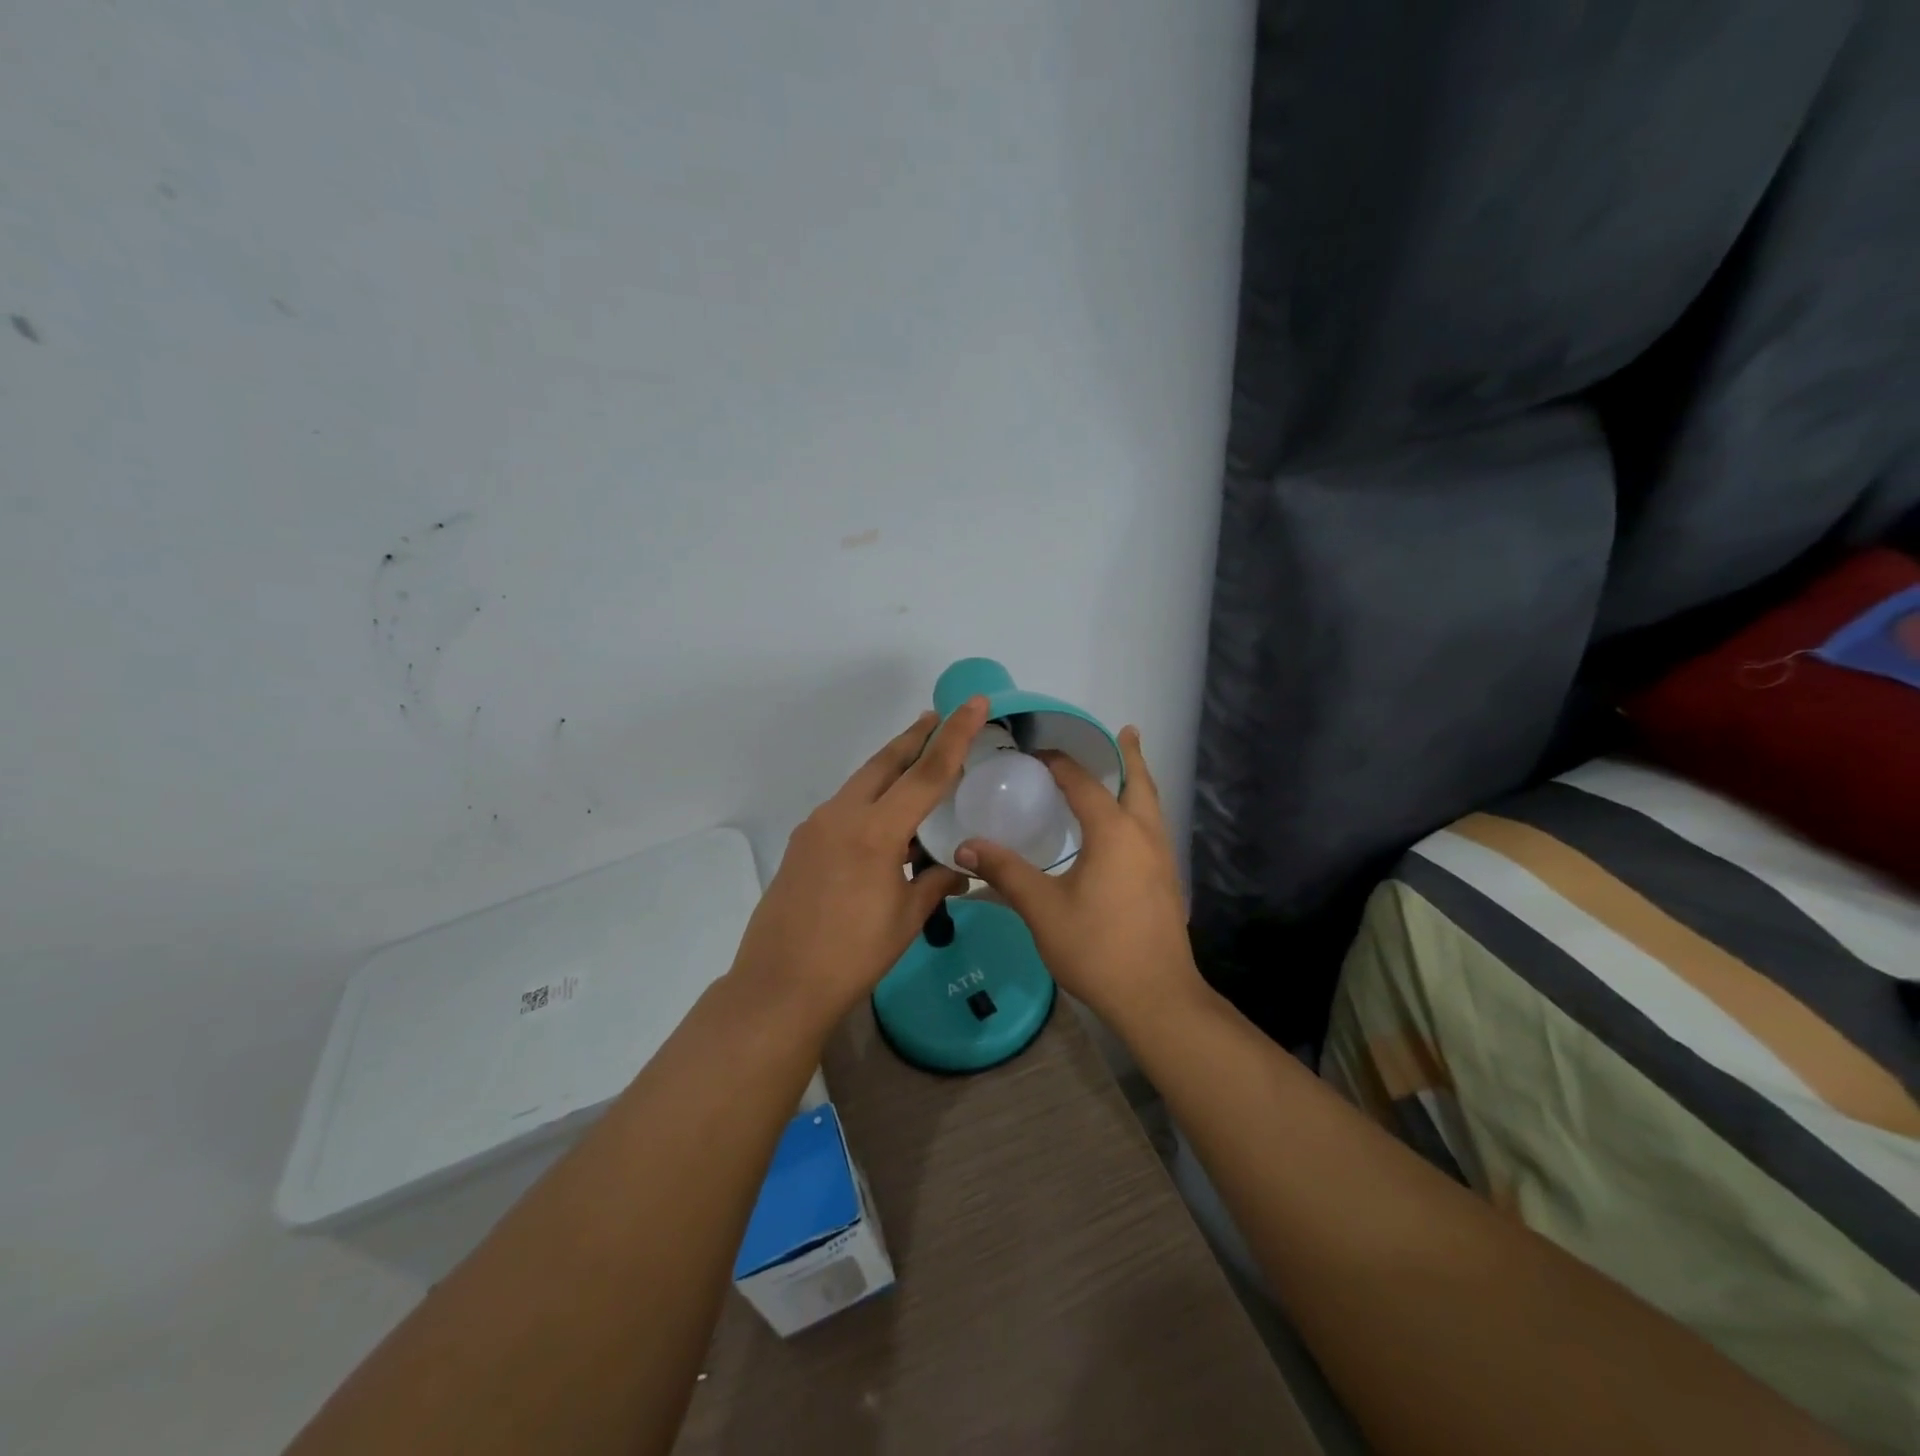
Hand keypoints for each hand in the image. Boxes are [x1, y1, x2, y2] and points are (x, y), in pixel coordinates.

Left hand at [728, 698, 988, 1035]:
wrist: (779, 985)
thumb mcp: (906, 918)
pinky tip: (885, 821)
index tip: (974, 702)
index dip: (955, 735)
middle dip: (915, 737)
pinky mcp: (802, 843)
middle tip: (938, 717)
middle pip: (885, 762)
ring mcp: (816, 827)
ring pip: (862, 782)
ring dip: (891, 768)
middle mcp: (842, 815)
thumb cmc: (853, 955)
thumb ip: (936, 883)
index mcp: (876, 831)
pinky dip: (871, 799)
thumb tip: (957, 869)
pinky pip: (845, 807)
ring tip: (917, 763)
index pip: (927, 772)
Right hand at [955, 727, 1203, 1033]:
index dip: (1059, 762)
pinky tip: (1124, 830)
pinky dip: (1142, 810)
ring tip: (1124, 771)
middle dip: (1129, 755)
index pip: (1083, 782)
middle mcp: (1144, 835)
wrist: (1157, 997)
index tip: (1035, 752)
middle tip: (1123, 732)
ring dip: (1139, 782)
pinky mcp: (1167, 881)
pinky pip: (1154, 828)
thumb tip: (965, 847)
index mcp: (1114, 832)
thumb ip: (1005, 873)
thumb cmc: (1097, 948)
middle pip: (1139, 782)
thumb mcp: (1043, 909)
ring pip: (1153, 805)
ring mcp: (1162, 859)